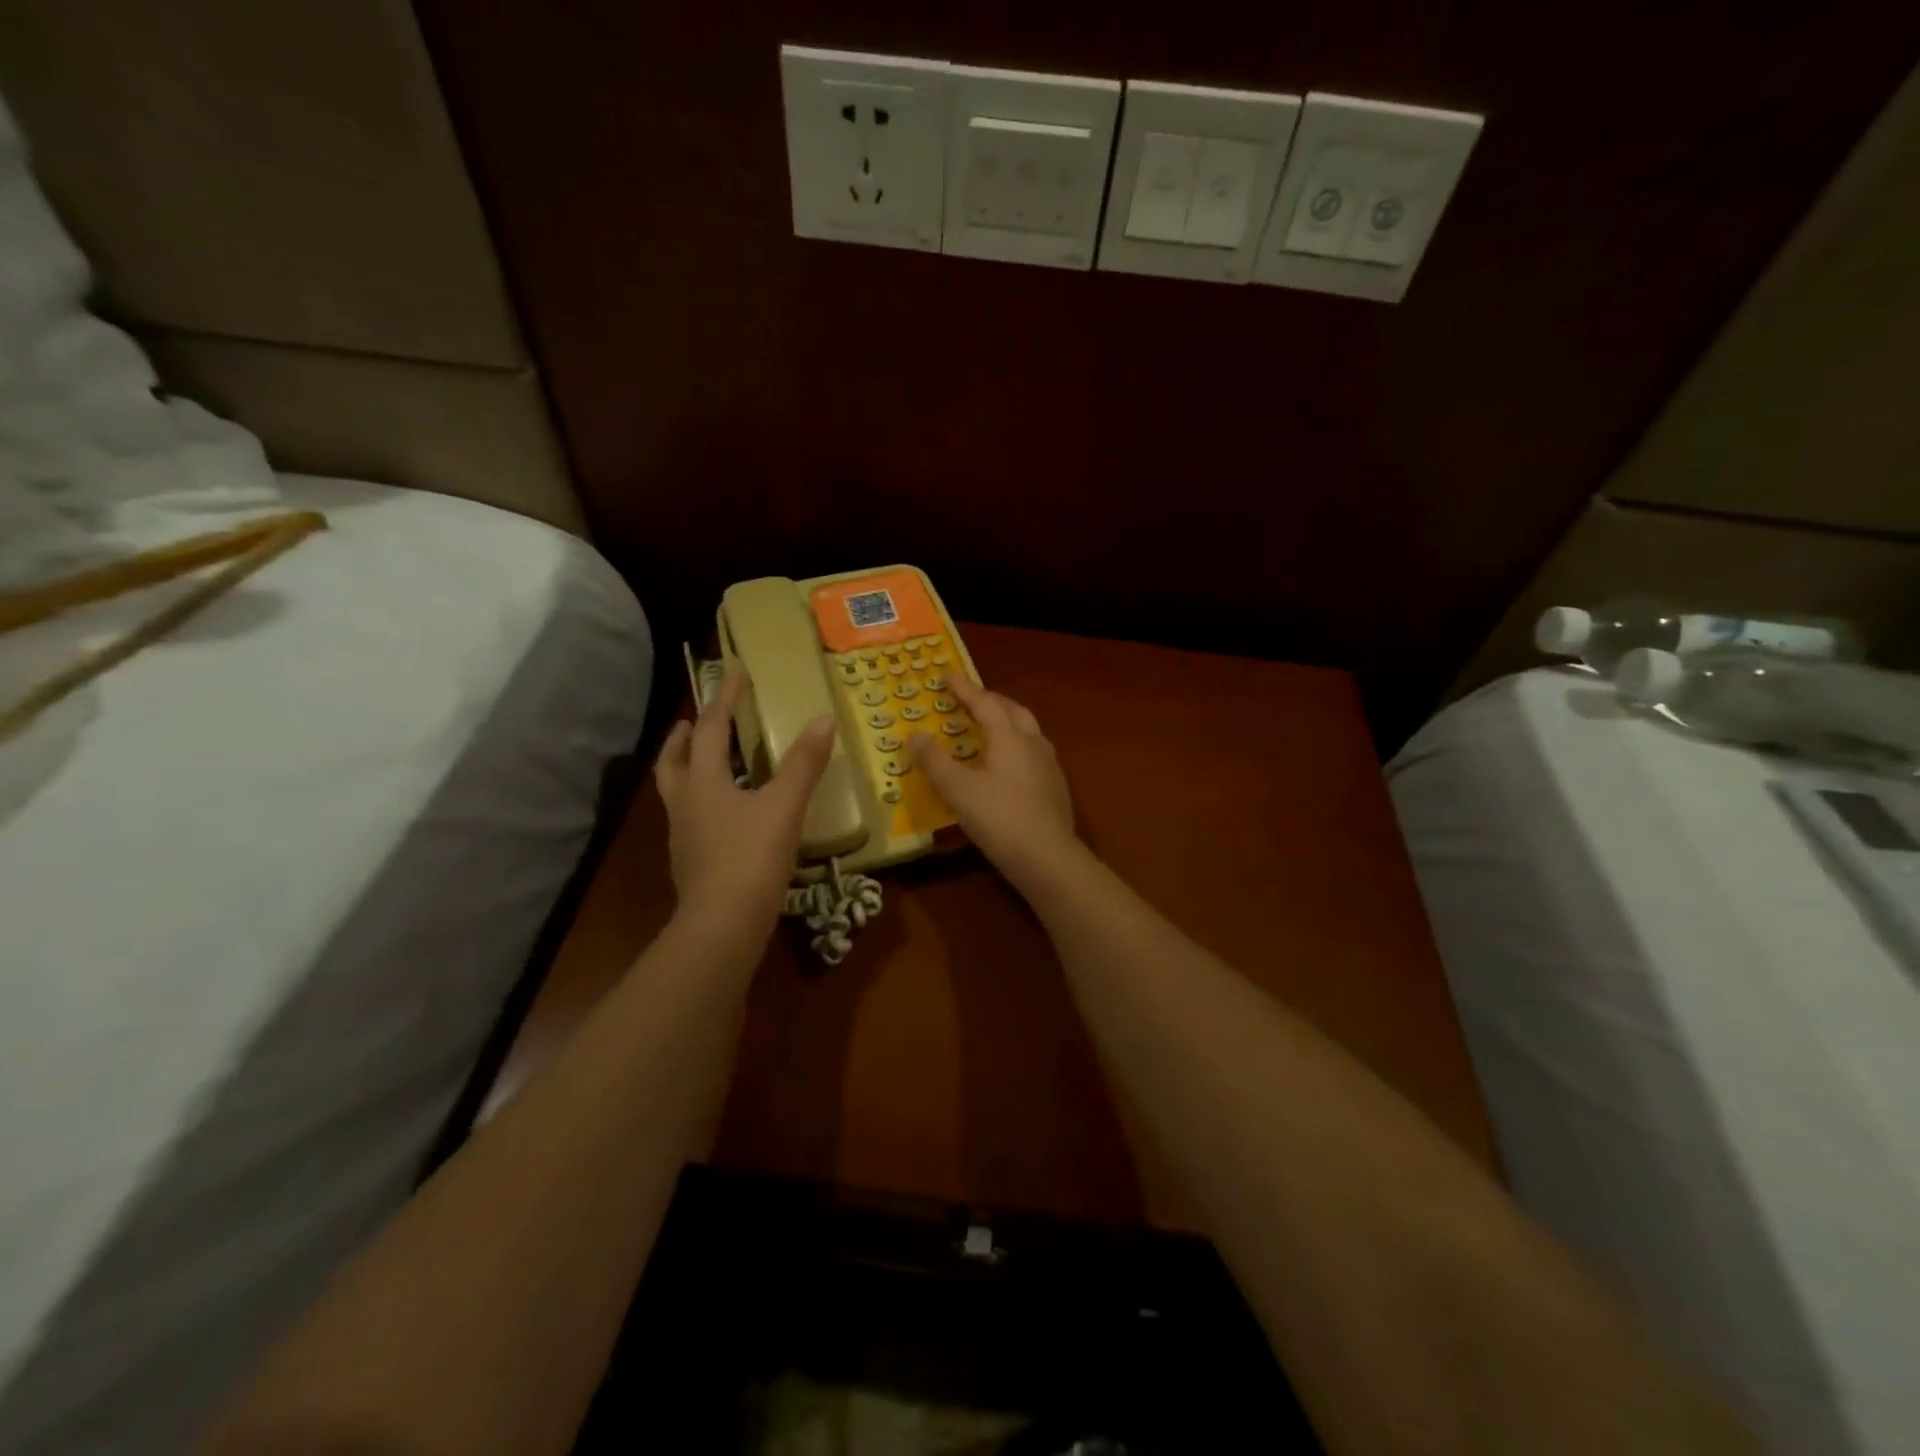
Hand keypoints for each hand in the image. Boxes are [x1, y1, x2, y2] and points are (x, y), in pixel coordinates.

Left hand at [654, 673, 834, 934]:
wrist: (721, 927)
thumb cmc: (751, 859)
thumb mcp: (784, 807)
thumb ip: (804, 764)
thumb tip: (823, 719)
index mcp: (702, 782)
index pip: (712, 729)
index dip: (725, 699)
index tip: (735, 673)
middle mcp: (684, 804)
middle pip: (674, 761)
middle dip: (684, 736)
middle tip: (694, 721)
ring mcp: (683, 836)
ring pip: (676, 791)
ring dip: (687, 767)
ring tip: (705, 761)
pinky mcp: (691, 862)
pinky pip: (690, 818)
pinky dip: (701, 800)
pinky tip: (724, 814)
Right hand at [908, 676, 1078, 882]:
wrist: (1047, 858)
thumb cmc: (998, 818)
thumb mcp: (957, 790)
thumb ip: (935, 761)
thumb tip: (914, 734)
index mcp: (1009, 737)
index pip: (985, 702)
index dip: (965, 689)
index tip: (948, 675)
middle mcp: (1033, 743)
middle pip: (1013, 711)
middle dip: (991, 700)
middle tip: (972, 698)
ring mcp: (1049, 766)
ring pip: (1029, 731)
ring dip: (1009, 721)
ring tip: (993, 726)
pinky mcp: (1056, 788)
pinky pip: (1035, 753)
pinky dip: (1018, 745)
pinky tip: (1011, 764)